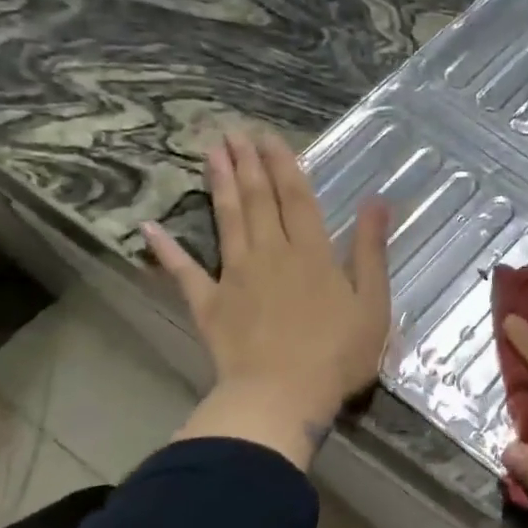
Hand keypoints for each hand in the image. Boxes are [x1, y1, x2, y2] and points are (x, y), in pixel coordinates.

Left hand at [144, 130, 390, 468]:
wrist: (283, 396)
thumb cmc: (338, 353)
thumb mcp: (373, 302)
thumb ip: (370, 250)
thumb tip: (377, 201)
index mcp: (312, 253)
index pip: (298, 198)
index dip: (285, 165)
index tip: (270, 137)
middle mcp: (271, 253)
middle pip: (259, 200)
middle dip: (248, 164)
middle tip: (233, 131)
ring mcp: (235, 277)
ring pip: (226, 221)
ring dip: (219, 185)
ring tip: (211, 153)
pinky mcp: (209, 304)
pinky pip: (184, 272)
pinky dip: (166, 250)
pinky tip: (150, 227)